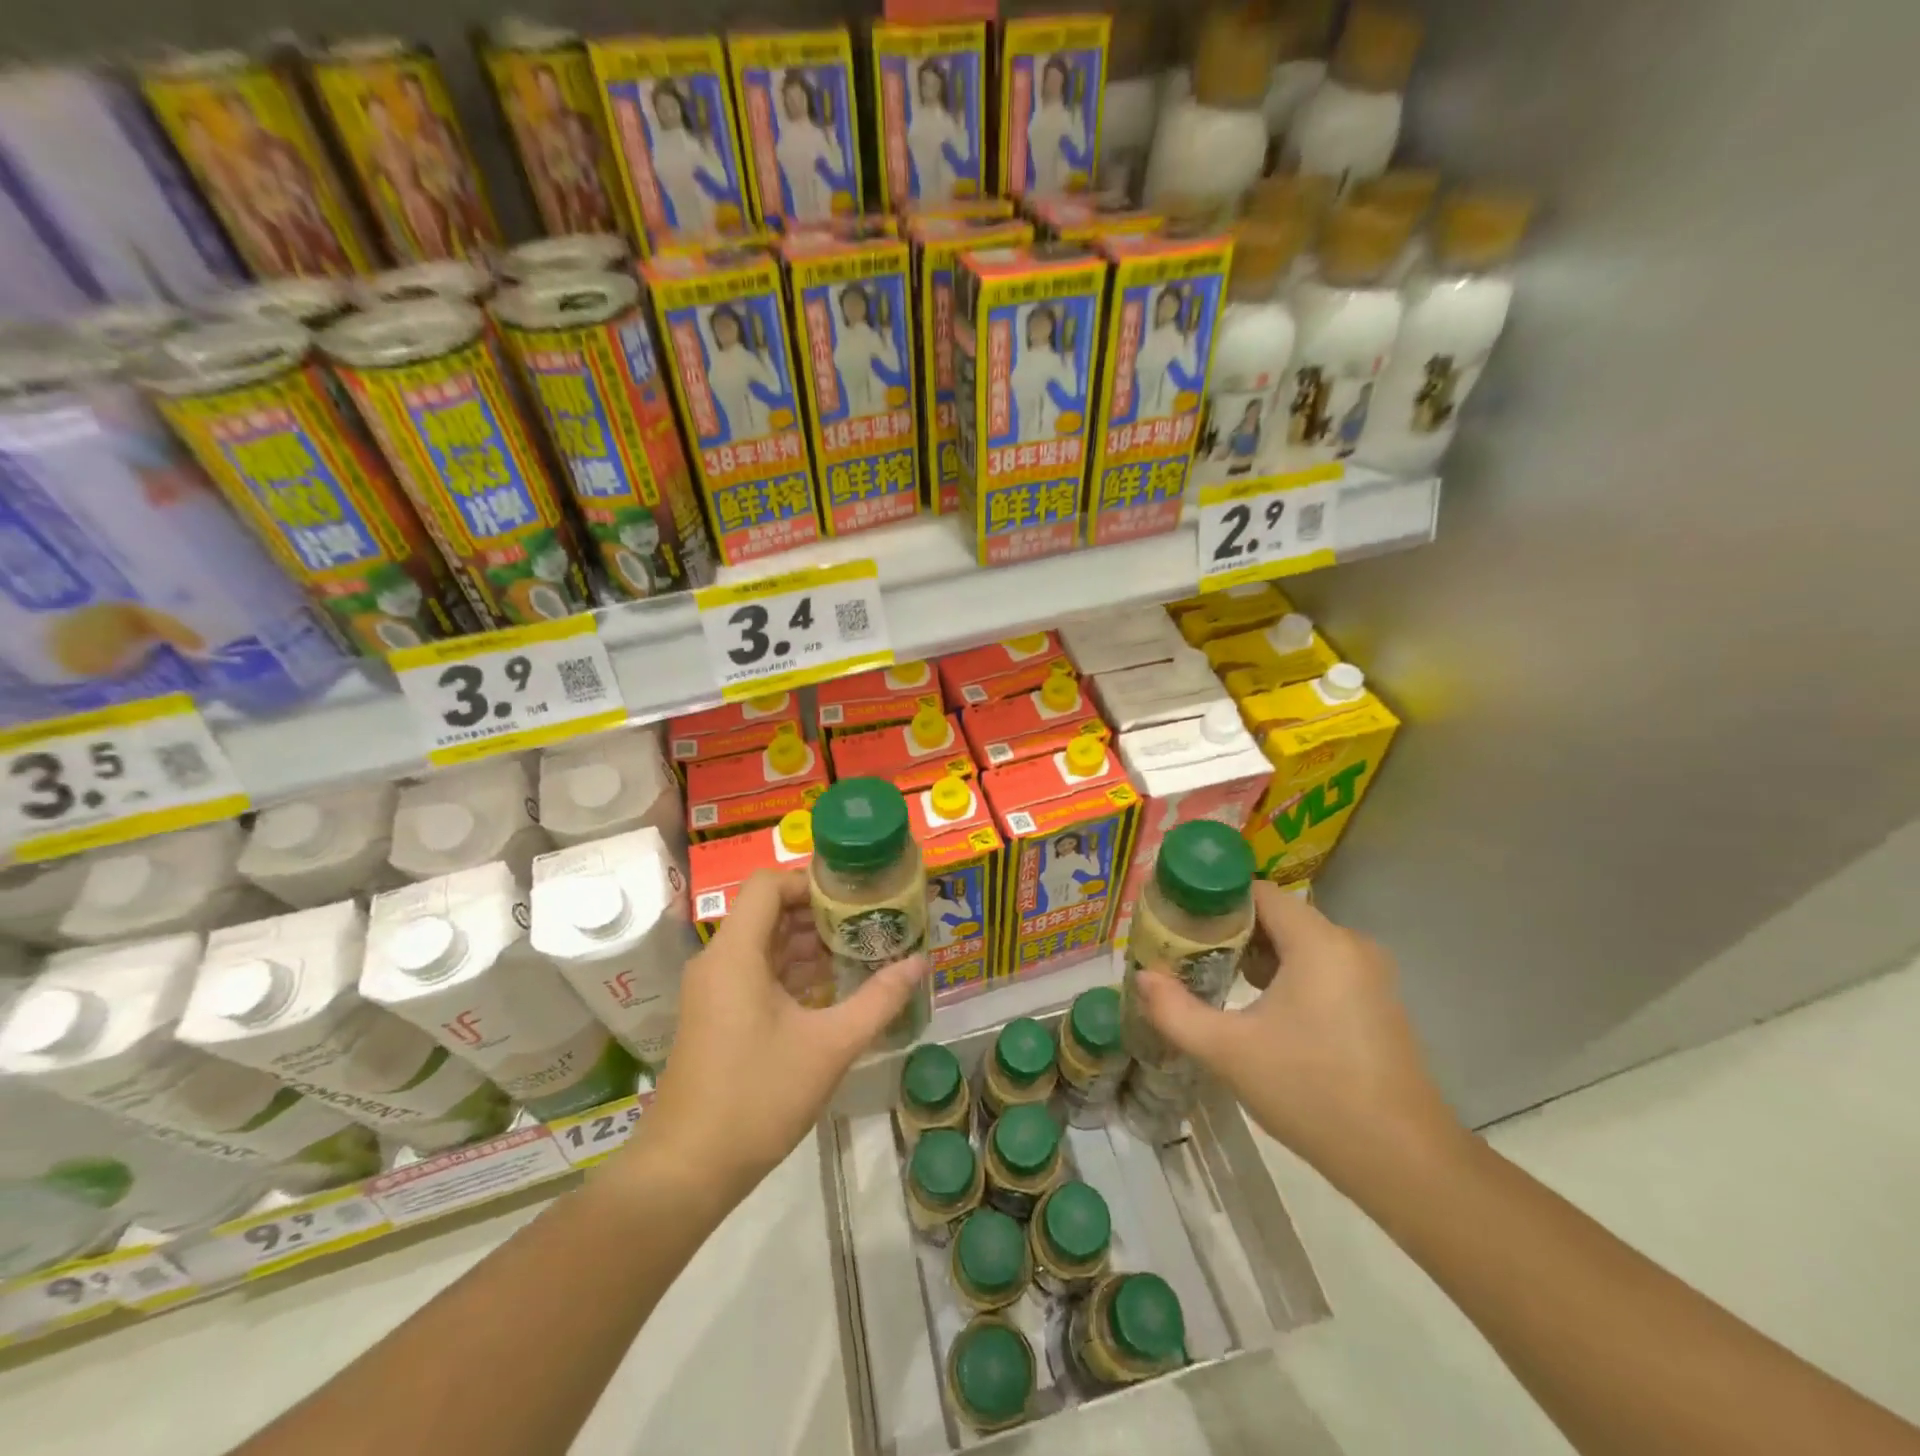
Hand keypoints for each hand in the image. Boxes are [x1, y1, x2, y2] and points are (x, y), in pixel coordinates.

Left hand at [628, 869, 927, 1210]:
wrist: (687, 1171)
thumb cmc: (757, 1097)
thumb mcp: (830, 1046)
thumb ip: (879, 1000)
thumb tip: (920, 963)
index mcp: (736, 953)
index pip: (769, 884)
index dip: (812, 880)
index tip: (857, 895)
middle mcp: (719, 961)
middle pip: (770, 912)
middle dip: (821, 913)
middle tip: (871, 921)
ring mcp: (715, 991)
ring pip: (766, 945)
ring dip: (811, 944)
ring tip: (863, 950)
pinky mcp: (718, 1016)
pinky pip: (758, 974)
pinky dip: (795, 972)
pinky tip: (834, 988)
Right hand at [1133, 882, 1463, 1189]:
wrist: (1405, 1163)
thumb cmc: (1312, 1093)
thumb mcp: (1228, 1052)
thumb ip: (1175, 1011)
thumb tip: (1141, 978)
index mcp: (1318, 942)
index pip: (1257, 893)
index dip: (1213, 900)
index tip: (1176, 919)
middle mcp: (1348, 945)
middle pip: (1276, 916)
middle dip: (1228, 930)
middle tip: (1185, 952)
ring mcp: (1368, 975)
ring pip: (1298, 943)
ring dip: (1255, 954)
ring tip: (1211, 977)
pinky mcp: (1376, 1003)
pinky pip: (1319, 967)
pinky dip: (1285, 974)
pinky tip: (1256, 1006)